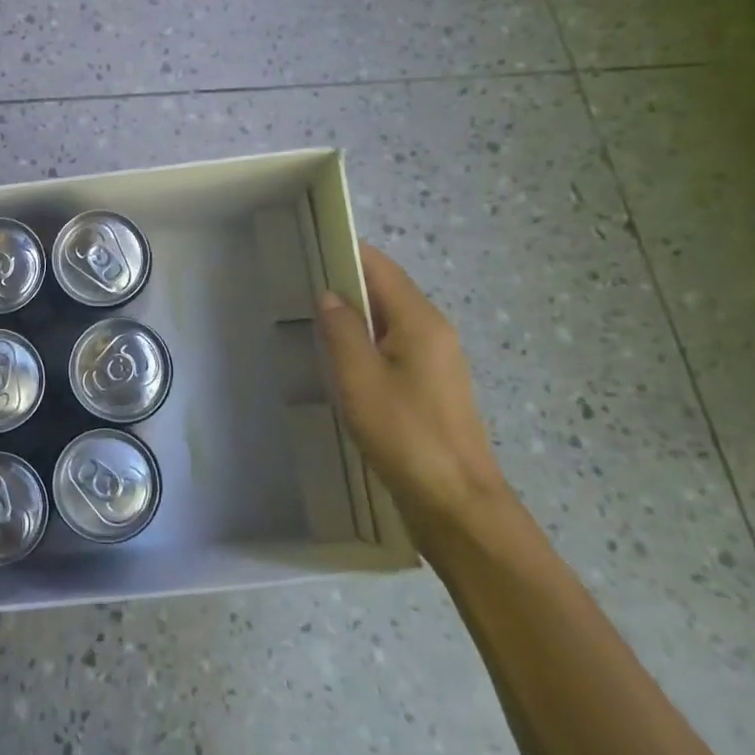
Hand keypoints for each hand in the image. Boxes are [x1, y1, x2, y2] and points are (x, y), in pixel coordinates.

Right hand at [315, 242, 512, 548]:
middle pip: (386, 290)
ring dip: (354, 317)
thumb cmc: (405, 434)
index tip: (306, 251)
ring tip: (312, 323)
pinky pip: (394, 347)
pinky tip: (341, 363)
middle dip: (345, 285)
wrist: (456, 504)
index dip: (345, 252)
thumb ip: (342, 329)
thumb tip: (329, 294)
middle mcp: (434, 331)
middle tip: (298, 289)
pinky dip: (366, 343)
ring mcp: (437, 361)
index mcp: (420, 321)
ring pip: (389, 321)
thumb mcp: (359, 378)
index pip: (380, 266)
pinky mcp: (432, 387)